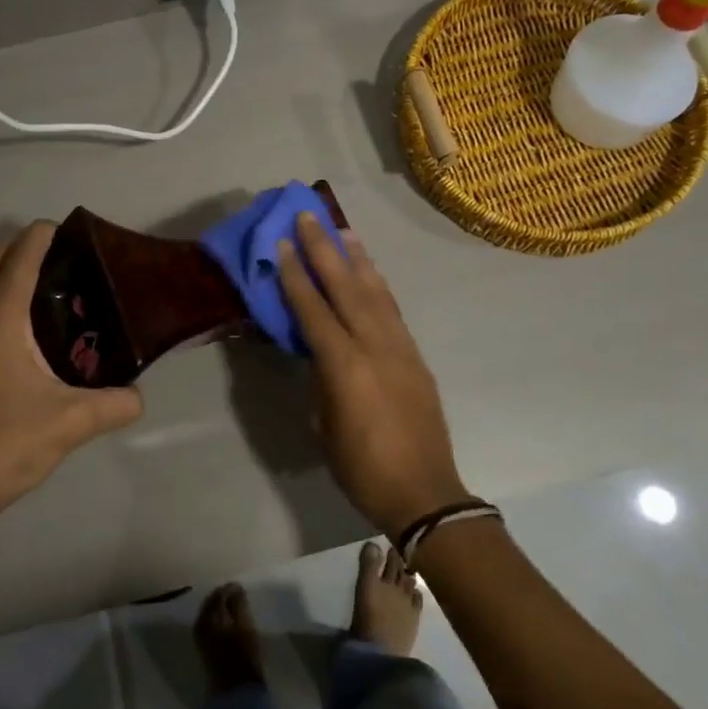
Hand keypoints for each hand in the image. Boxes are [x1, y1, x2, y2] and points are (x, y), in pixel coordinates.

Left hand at [0, 222, 143, 522]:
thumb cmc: (6, 444)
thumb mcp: (72, 422)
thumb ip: (116, 403)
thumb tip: (140, 396)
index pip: (21, 253)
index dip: (46, 234)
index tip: (76, 234)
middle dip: (25, 246)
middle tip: (67, 262)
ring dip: (5, 270)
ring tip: (47, 290)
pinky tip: (21, 330)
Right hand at [276, 213, 470, 534]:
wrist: (424, 491)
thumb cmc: (362, 468)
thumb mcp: (325, 426)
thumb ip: (321, 381)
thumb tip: (318, 354)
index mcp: (344, 366)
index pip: (313, 310)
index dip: (295, 276)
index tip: (283, 244)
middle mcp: (374, 346)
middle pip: (346, 288)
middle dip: (324, 250)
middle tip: (309, 217)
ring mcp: (400, 348)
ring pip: (375, 292)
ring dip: (356, 259)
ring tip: (342, 231)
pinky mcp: (415, 356)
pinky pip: (392, 310)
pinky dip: (378, 285)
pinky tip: (370, 273)